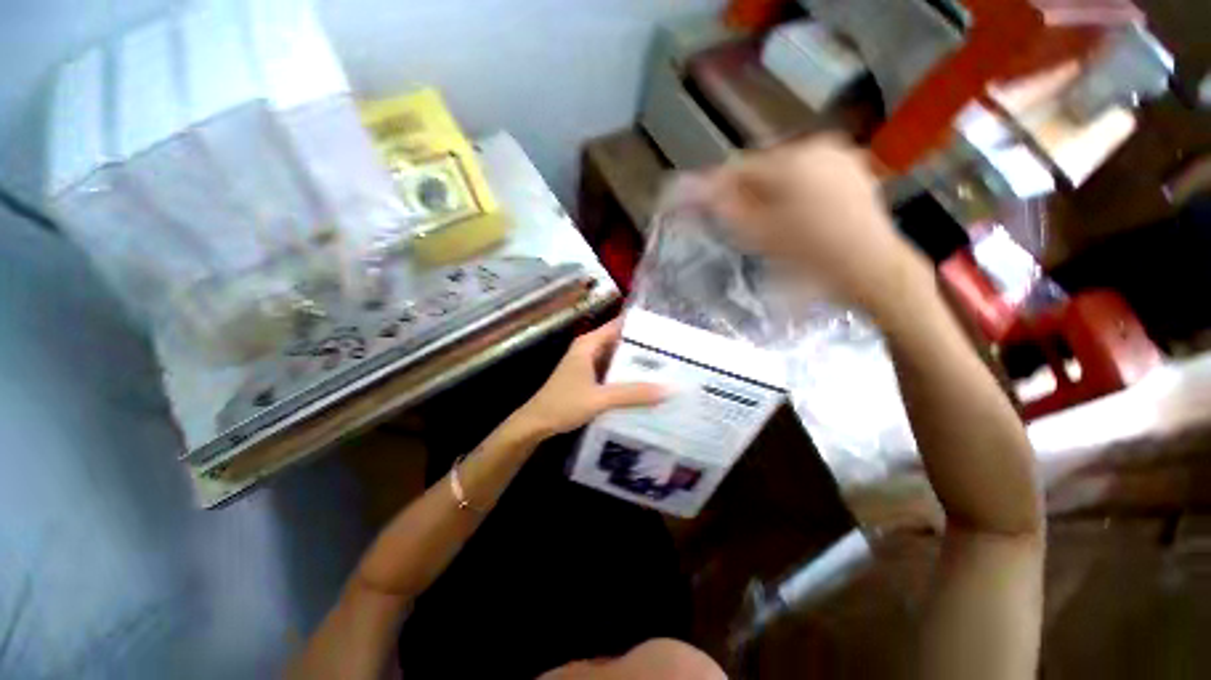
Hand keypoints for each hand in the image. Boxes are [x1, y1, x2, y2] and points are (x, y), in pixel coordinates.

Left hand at [513, 319, 667, 437]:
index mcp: (589, 344)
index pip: (620, 325)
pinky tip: (643, 384)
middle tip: (671, 353)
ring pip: (617, 358)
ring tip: (664, 367)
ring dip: (635, 363)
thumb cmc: (563, 405)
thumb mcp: (600, 399)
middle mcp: (589, 349)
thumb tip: (668, 389)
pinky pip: (612, 371)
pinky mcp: (588, 377)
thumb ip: (632, 394)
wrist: (535, 424)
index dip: (641, 327)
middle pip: (620, 342)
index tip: (666, 331)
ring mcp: (588, 363)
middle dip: (643, 347)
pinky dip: (625, 375)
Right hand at [704, 135, 933, 319]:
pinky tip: (800, 213)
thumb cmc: (807, 253)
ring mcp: (839, 155)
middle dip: (750, 189)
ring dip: (774, 189)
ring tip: (773, 218)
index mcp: (788, 161)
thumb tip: (696, 189)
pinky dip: (799, 188)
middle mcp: (815, 146)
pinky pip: (813, 173)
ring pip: (789, 169)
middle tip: (745, 218)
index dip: (720, 187)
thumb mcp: (757, 233)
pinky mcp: (854, 169)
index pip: (739, 168)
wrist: (868, 266)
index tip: (709, 205)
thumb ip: (724, 207)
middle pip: (765, 166)